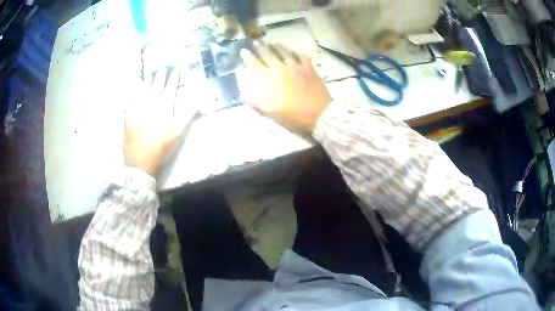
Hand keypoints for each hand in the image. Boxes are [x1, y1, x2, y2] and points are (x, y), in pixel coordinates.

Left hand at [124, 67, 197, 177]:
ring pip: (142, 92)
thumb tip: (197, 102)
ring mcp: (137, 111)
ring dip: (146, 82)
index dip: (173, 80)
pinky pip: (129, 102)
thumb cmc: (162, 149)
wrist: (141, 162)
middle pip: (155, 88)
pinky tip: (133, 90)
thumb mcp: (177, 134)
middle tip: (161, 68)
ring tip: (148, 74)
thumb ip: (186, 116)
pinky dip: (132, 95)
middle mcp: (150, 106)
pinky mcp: (128, 118)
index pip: (169, 90)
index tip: (175, 71)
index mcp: (163, 109)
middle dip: (159, 77)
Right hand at [238, 43, 331, 132]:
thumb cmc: (292, 117)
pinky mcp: (309, 69)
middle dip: (260, 48)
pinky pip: (301, 56)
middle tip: (255, 42)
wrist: (318, 115)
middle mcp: (280, 69)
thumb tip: (245, 95)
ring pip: (284, 52)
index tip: (244, 51)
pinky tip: (294, 51)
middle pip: (268, 55)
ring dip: (277, 46)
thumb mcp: (270, 113)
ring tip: (272, 42)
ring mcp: (296, 67)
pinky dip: (296, 52)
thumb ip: (256, 102)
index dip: (248, 56)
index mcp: (269, 80)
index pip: (255, 64)